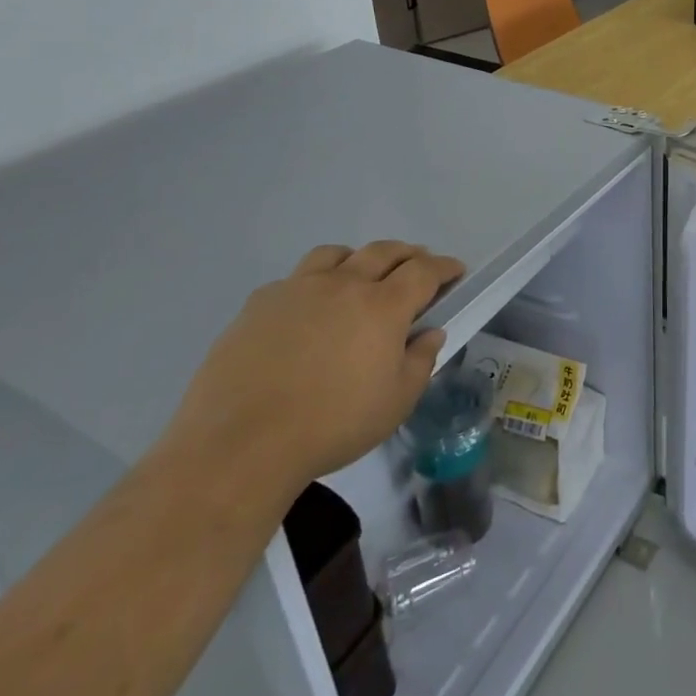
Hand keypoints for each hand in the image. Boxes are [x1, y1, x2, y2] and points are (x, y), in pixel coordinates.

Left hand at [166, 241, 465, 494]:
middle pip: (383, 251)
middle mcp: (343, 284)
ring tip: (360, 276)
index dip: (444, 267)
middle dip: (407, 254)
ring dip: (358, 259)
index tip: (455, 271)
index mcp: (383, 306)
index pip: (424, 271)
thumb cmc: (332, 425)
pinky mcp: (258, 304)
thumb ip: (420, 361)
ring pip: (335, 254)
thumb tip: (429, 333)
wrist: (240, 444)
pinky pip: (295, 279)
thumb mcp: (396, 402)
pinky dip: (313, 283)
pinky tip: (308, 310)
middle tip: (417, 266)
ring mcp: (297, 289)